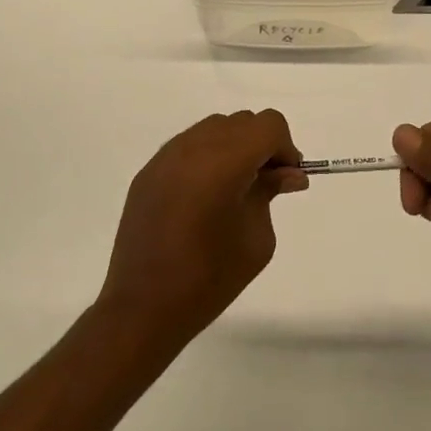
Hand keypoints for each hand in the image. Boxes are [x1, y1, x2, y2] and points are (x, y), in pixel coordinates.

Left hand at [98, 110, 307, 339]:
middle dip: (261, 145)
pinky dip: (207, 157)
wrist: (143, 308)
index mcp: (223, 163)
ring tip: (236, 189)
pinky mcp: (148, 172)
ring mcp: (165, 157)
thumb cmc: (209, 279)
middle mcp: (192, 148)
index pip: (268, 125)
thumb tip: (287, 173)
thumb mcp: (256, 239)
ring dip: (234, 147)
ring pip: (214, 128)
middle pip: (242, 122)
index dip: (285, 147)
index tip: (287, 179)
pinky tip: (206, 196)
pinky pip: (188, 146)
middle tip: (267, 184)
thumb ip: (270, 193)